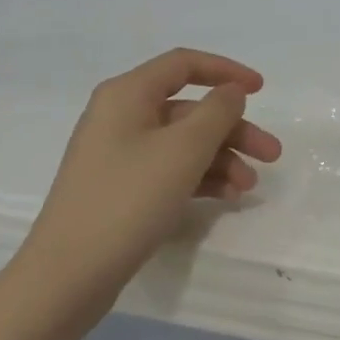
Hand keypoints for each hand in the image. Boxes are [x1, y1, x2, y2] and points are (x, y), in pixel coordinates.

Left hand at [31, 48, 282, 281]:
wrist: (67, 276)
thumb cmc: (128, 200)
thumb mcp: (183, 150)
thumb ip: (217, 112)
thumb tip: (231, 92)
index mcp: (127, 94)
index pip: (184, 64)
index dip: (226, 71)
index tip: (261, 90)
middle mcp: (121, 116)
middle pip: (189, 109)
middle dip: (233, 129)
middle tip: (272, 154)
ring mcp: (119, 154)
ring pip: (183, 143)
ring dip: (222, 158)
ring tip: (250, 187)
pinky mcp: (121, 188)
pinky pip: (170, 169)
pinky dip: (200, 178)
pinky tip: (227, 197)